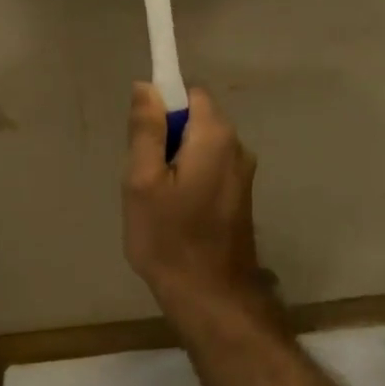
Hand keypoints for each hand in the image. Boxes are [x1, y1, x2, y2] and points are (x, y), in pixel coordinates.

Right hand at [124, 84, 265, 316]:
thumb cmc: (170, 238)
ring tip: (157, 199)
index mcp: (215, 136)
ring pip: (200, 145)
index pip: (190, 93)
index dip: (162, 106)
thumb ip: (146, 129)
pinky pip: (209, 167)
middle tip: (144, 175)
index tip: (142, 137)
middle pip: (195, 118)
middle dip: (166, 136)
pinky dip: (189, 177)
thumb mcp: (142, 181)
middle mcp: (237, 147)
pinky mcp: (240, 195)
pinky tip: (175, 212)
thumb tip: (147, 86)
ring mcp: (242, 173)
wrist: (212, 299)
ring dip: (176, 160)